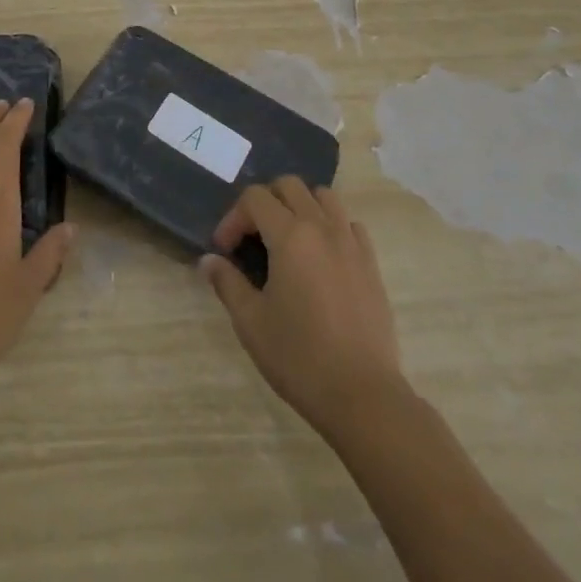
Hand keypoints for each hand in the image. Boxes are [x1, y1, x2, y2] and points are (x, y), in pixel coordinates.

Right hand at [200, 178, 404, 435]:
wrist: (363, 395)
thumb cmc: (300, 357)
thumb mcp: (251, 323)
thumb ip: (227, 283)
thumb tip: (209, 261)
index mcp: (290, 235)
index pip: (255, 198)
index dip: (233, 218)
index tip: (225, 251)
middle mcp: (321, 226)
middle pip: (289, 186)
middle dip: (265, 202)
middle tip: (253, 237)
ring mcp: (351, 242)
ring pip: (323, 197)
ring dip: (300, 206)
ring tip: (288, 239)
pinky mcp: (371, 263)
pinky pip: (349, 224)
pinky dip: (331, 226)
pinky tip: (322, 257)